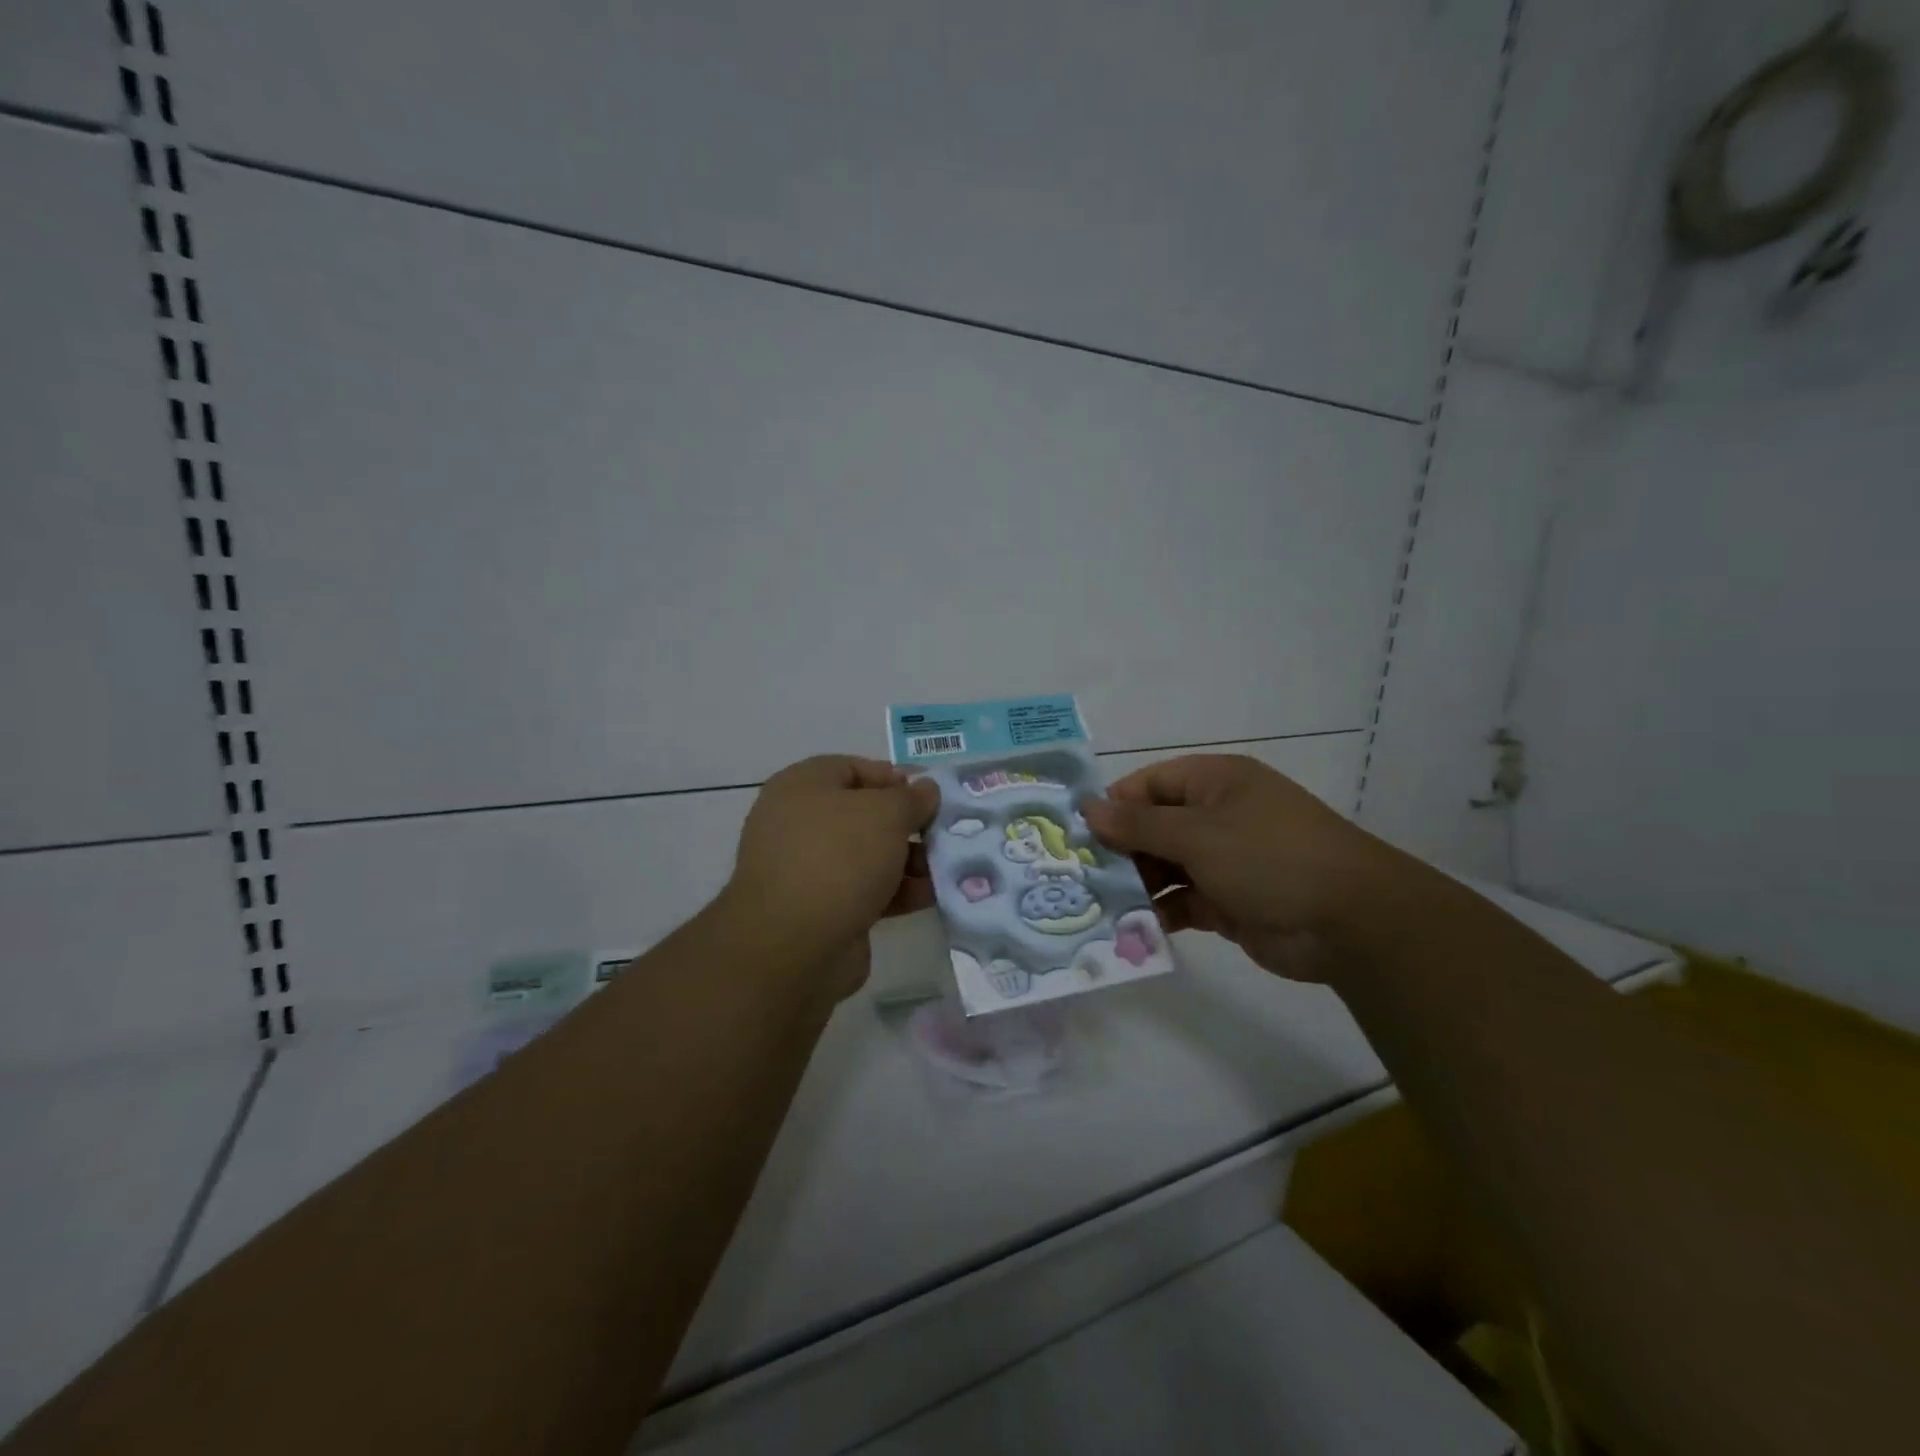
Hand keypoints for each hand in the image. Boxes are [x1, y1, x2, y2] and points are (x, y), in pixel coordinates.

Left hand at [722, 755, 937, 984]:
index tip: (931, 794)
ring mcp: (808, 869)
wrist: (794, 945)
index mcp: (802, 786)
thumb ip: (912, 798)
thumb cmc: (839, 857)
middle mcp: (799, 823)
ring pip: (868, 855)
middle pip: (864, 814)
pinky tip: (933, 896)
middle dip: (908, 824)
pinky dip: (898, 891)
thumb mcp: (885, 814)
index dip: (894, 777)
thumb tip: (926, 789)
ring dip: (909, 860)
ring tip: (949, 866)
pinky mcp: (822, 909)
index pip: (853, 768)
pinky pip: (866, 890)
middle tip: (946, 832)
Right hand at [1081, 755, 1398, 980]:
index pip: (1150, 784)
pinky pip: (1183, 901)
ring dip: (1136, 885)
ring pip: (1165, 867)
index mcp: (1215, 782)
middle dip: (1120, 850)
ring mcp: (1225, 860)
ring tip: (1098, 905)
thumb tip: (1089, 808)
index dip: (1114, 805)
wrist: (1349, 922)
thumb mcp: (1197, 834)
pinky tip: (1132, 928)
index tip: (1077, 834)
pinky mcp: (1229, 902)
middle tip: (1080, 876)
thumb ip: (1139, 825)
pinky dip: (1160, 912)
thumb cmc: (1268, 857)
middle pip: (1154, 827)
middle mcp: (1218, 816)